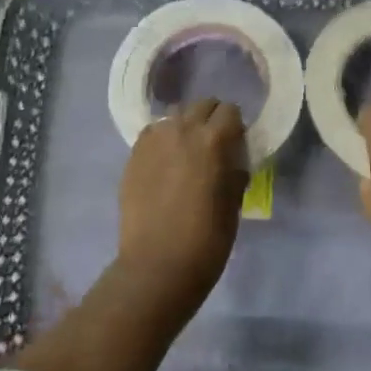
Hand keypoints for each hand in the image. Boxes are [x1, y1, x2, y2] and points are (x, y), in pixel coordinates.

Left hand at [117, 100, 248, 310]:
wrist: (158, 265)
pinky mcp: (133, 154)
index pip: (230, 111)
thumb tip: (231, 157)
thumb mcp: (234, 201)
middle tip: (213, 145)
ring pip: (175, 116)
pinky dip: (162, 140)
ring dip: (185, 127)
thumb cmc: (207, 238)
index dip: (235, 126)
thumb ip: (234, 168)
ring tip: (186, 153)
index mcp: (214, 139)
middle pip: (201, 105)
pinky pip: (153, 134)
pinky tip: (165, 164)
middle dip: (211, 119)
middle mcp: (182, 129)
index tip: (236, 144)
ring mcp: (153, 140)